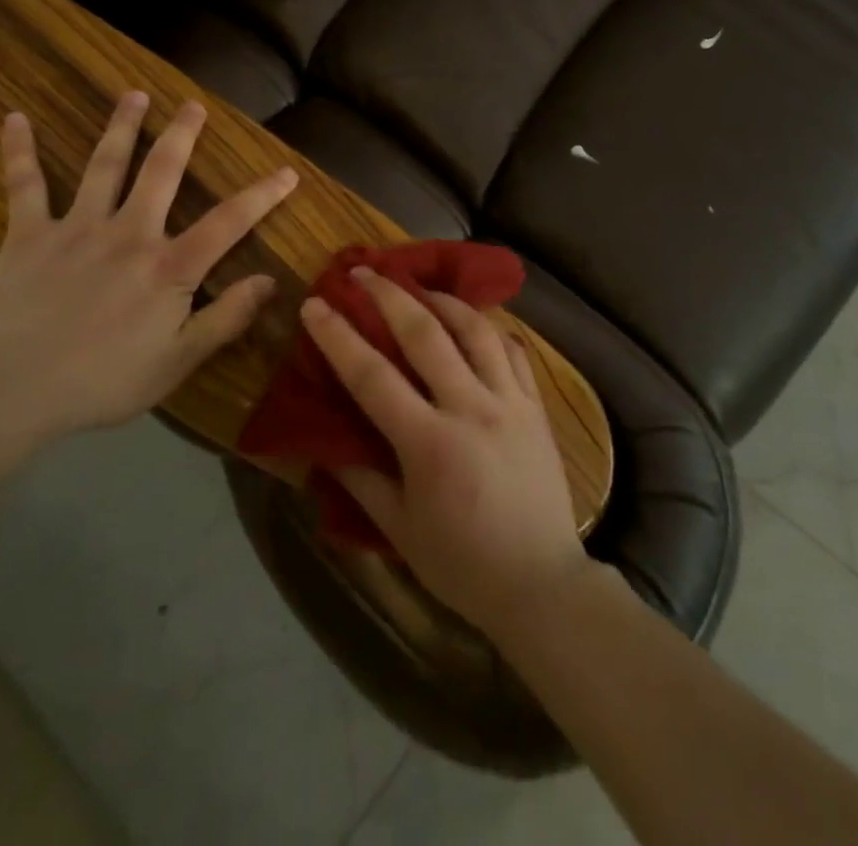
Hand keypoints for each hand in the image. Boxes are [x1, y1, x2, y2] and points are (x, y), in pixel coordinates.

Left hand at [0, 91, 298, 439]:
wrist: (7, 390)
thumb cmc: (102, 381)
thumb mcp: (177, 362)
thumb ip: (226, 319)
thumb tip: (270, 282)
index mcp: (168, 266)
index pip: (229, 222)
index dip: (262, 195)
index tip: (287, 172)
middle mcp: (129, 233)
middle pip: (162, 173)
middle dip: (182, 136)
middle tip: (194, 105)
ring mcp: (76, 229)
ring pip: (104, 166)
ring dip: (121, 127)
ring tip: (134, 95)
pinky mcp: (28, 237)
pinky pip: (24, 187)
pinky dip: (19, 152)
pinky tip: (16, 119)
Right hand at [301, 270, 591, 637]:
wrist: (541, 584)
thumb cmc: (462, 565)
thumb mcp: (399, 530)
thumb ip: (361, 479)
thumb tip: (325, 441)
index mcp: (429, 443)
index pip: (373, 376)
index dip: (339, 336)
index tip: (316, 305)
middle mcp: (471, 408)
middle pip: (426, 334)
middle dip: (389, 296)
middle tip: (364, 272)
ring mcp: (510, 402)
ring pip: (476, 330)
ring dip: (443, 300)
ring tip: (419, 286)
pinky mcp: (537, 406)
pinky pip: (514, 351)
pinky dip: (490, 329)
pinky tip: (475, 322)